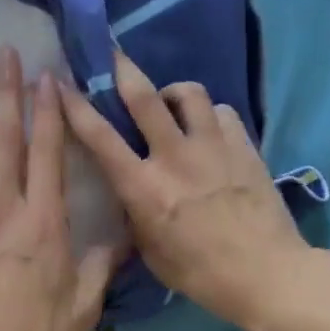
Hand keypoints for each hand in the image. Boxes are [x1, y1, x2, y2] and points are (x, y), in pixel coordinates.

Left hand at [0, 47, 118, 330]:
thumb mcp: (84, 304)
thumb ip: (102, 266)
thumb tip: (123, 238)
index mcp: (43, 219)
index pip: (48, 153)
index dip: (49, 112)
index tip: (47, 76)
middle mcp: (2, 207)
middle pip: (5, 140)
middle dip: (6, 92)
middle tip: (3, 53)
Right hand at [58, 51, 315, 330]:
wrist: (269, 275)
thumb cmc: (202, 274)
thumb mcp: (151, 252)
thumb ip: (135, 214)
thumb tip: (129, 190)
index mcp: (145, 189)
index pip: (100, 138)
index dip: (75, 107)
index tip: (60, 84)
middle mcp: (175, 158)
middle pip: (144, 96)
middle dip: (122, 68)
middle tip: (113, 55)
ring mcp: (213, 147)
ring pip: (189, 93)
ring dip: (173, 92)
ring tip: (172, 105)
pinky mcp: (244, 147)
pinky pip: (222, 112)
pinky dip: (210, 115)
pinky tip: (209, 132)